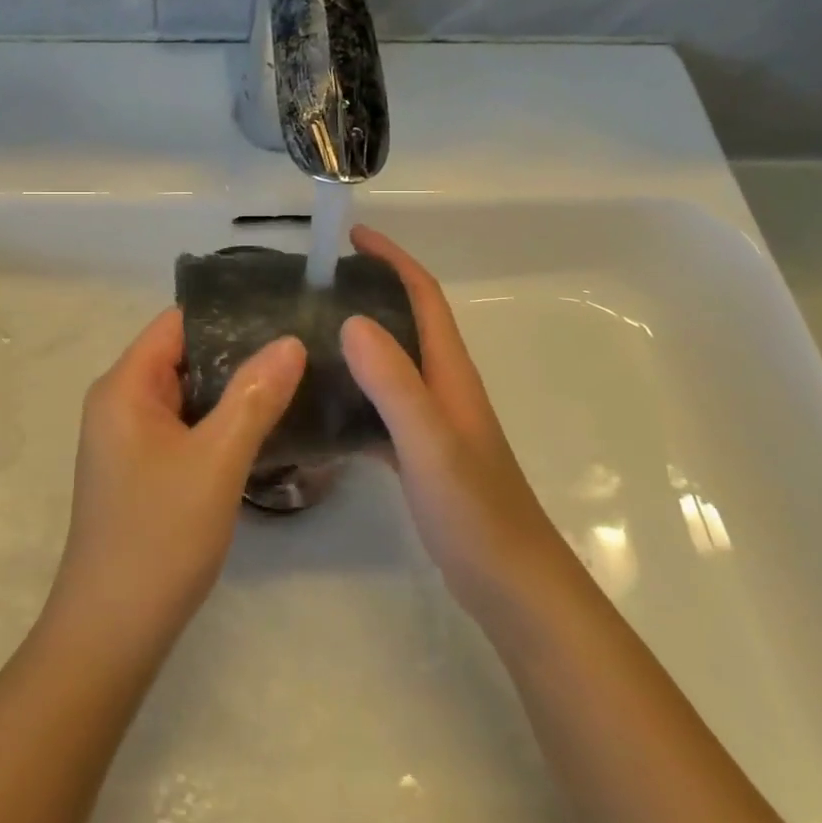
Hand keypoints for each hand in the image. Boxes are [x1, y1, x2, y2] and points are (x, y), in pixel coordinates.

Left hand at [49, 310, 305, 649]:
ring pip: (189, 393)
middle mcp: (120, 402)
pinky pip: (186, 426)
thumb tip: (290, 341)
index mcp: (125, 386)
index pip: (178, 323)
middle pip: (184, 355)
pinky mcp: (143, 469)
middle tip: (303, 348)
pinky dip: (221, 421)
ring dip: (233, 389)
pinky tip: (265, 427)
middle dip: (239, 350)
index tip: (283, 312)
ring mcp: (130, 438)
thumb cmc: (159, 538)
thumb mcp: (216, 461)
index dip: (228, 313)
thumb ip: (254, 396)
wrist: (111, 635)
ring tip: (296, 380)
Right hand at [341, 226, 571, 633]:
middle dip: (369, 290)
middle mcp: (443, 386)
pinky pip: (381, 405)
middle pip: (406, 321)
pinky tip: (321, 407)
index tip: (353, 236)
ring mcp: (434, 420)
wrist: (514, 586)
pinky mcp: (422, 452)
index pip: (423, 295)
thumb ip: (393, 382)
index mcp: (449, 371)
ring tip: (307, 335)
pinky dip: (354, 392)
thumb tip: (350, 320)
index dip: (392, 259)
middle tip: (315, 286)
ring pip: (392, 363)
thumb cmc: (475, 510)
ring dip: (358, 340)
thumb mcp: (429, 442)